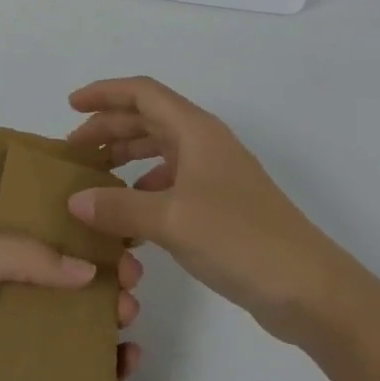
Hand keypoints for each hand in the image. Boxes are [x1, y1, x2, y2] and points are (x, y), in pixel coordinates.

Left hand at [0, 224, 143, 380]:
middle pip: (67, 280)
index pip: (47, 234)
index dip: (83, 234)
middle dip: (104, 276)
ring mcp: (15, 341)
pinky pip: (69, 373)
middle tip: (132, 282)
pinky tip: (125, 364)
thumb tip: (87, 270)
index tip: (119, 239)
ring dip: (107, 318)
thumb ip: (27, 254)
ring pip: (74, 324)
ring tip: (128, 319)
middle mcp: (6, 292)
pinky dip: (102, 368)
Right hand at [66, 77, 344, 342]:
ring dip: (126, 156)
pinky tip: (128, 213)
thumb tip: (75, 200)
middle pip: (148, 119)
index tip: (71, 106)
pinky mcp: (221, 205)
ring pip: (159, 150)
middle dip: (109, 128)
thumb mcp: (172, 220)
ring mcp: (215, 174)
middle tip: (73, 150)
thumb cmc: (239, 238)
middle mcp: (205, 143)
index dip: (104, 93)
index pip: (142, 93)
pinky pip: (171, 182)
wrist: (308, 287)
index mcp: (195, 130)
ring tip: (94, 177)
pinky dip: (144, 188)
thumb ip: (119, 208)